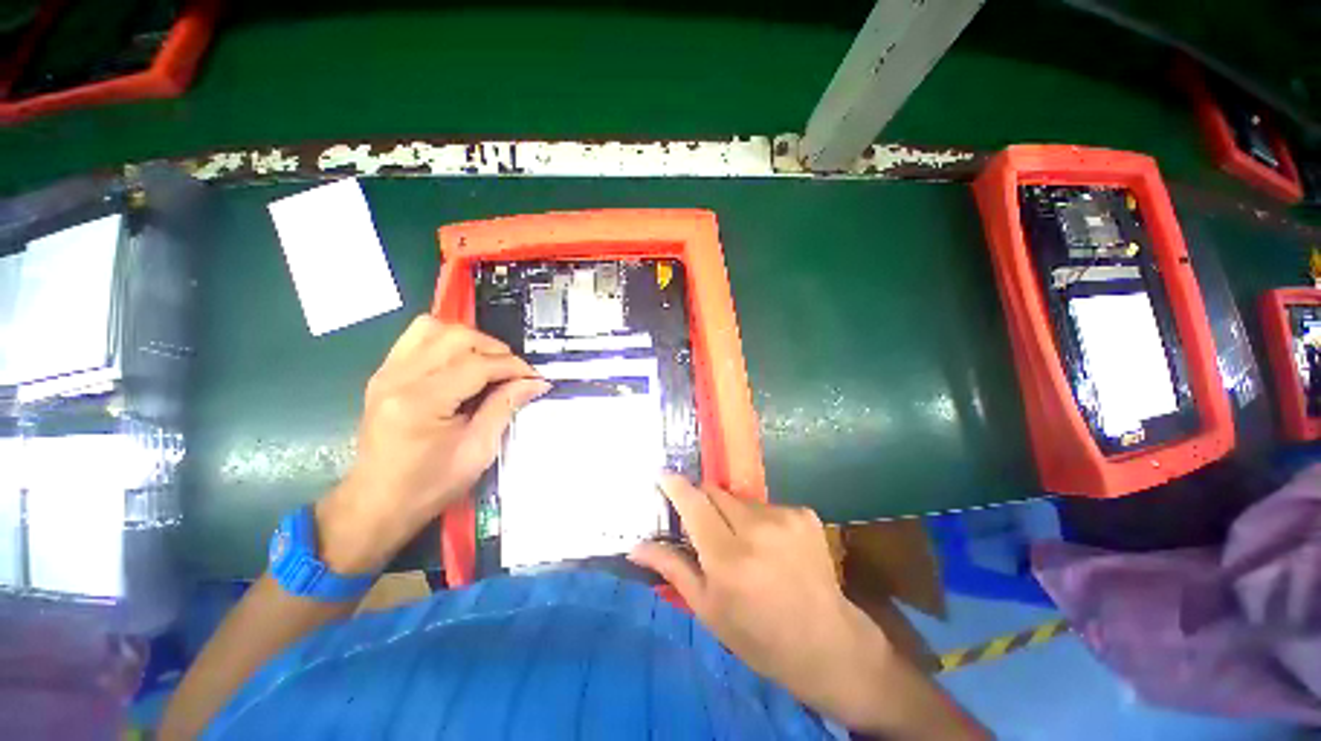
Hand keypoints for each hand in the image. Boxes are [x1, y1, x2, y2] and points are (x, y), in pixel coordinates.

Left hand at [316, 316, 548, 573]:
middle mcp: (398, 378)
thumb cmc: (429, 485)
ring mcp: (386, 372)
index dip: (513, 367)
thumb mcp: (477, 450)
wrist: (377, 503)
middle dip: (495, 349)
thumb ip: (505, 407)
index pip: (477, 365)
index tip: (535, 378)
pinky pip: (417, 337)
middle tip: (515, 372)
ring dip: (470, 340)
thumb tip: (535, 383)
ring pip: (434, 328)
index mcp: (421, 403)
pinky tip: (461, 362)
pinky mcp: (384, 373)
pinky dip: (446, 341)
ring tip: (488, 363)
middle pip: (456, 337)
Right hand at [631, 476, 985, 738]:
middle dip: (704, 503)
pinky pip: (767, 505)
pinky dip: (760, 519)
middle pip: (715, 492)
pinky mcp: (804, 514)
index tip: (662, 475)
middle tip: (707, 527)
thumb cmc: (758, 635)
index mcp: (728, 558)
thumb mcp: (708, 609)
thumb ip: (672, 569)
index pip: (693, 503)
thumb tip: (635, 546)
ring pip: (740, 499)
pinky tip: (772, 546)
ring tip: (745, 545)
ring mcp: (785, 518)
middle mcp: (756, 529)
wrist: (826, 643)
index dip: (675, 485)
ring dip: (733, 514)